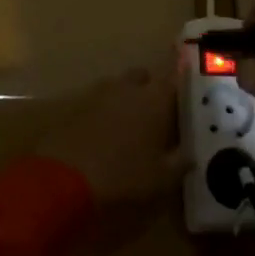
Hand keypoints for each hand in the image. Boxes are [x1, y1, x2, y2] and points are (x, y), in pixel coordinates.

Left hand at [36, 67, 188, 206]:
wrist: (64, 178)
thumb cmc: (123, 176)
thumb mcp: (161, 179)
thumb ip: (180, 163)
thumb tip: (190, 156)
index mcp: (154, 98)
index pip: (174, 77)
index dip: (182, 76)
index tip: (187, 80)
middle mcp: (128, 87)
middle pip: (144, 77)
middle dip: (150, 89)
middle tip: (157, 113)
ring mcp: (98, 94)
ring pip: (119, 87)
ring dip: (125, 99)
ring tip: (129, 125)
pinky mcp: (75, 106)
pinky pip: (97, 102)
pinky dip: (104, 112)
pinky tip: (104, 133)